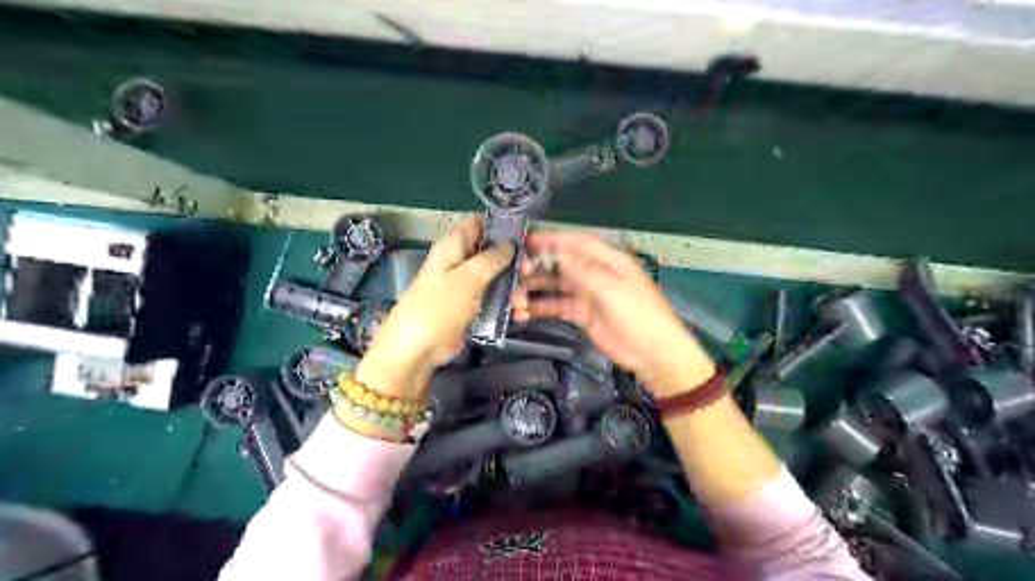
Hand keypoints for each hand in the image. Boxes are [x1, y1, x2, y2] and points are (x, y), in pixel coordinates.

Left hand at [358, 216, 513, 400]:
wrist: (417, 347)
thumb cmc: (439, 307)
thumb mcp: (468, 278)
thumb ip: (492, 258)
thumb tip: (510, 243)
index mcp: (454, 245)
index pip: (479, 223)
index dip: (502, 226)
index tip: (525, 237)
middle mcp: (460, 260)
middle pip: (492, 251)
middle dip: (513, 261)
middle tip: (530, 272)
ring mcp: (465, 284)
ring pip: (496, 276)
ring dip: (512, 286)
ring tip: (522, 302)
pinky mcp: (470, 305)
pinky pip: (492, 297)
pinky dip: (505, 303)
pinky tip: (517, 313)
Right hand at [513, 231, 716, 394]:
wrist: (652, 352)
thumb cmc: (638, 314)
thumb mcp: (611, 288)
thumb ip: (582, 270)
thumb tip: (556, 254)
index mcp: (608, 260)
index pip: (577, 243)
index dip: (553, 240)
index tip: (528, 240)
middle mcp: (596, 273)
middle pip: (563, 264)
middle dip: (540, 266)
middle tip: (517, 271)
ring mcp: (588, 295)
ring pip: (556, 287)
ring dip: (536, 290)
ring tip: (513, 296)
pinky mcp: (583, 314)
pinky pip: (558, 307)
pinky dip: (541, 309)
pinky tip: (524, 313)